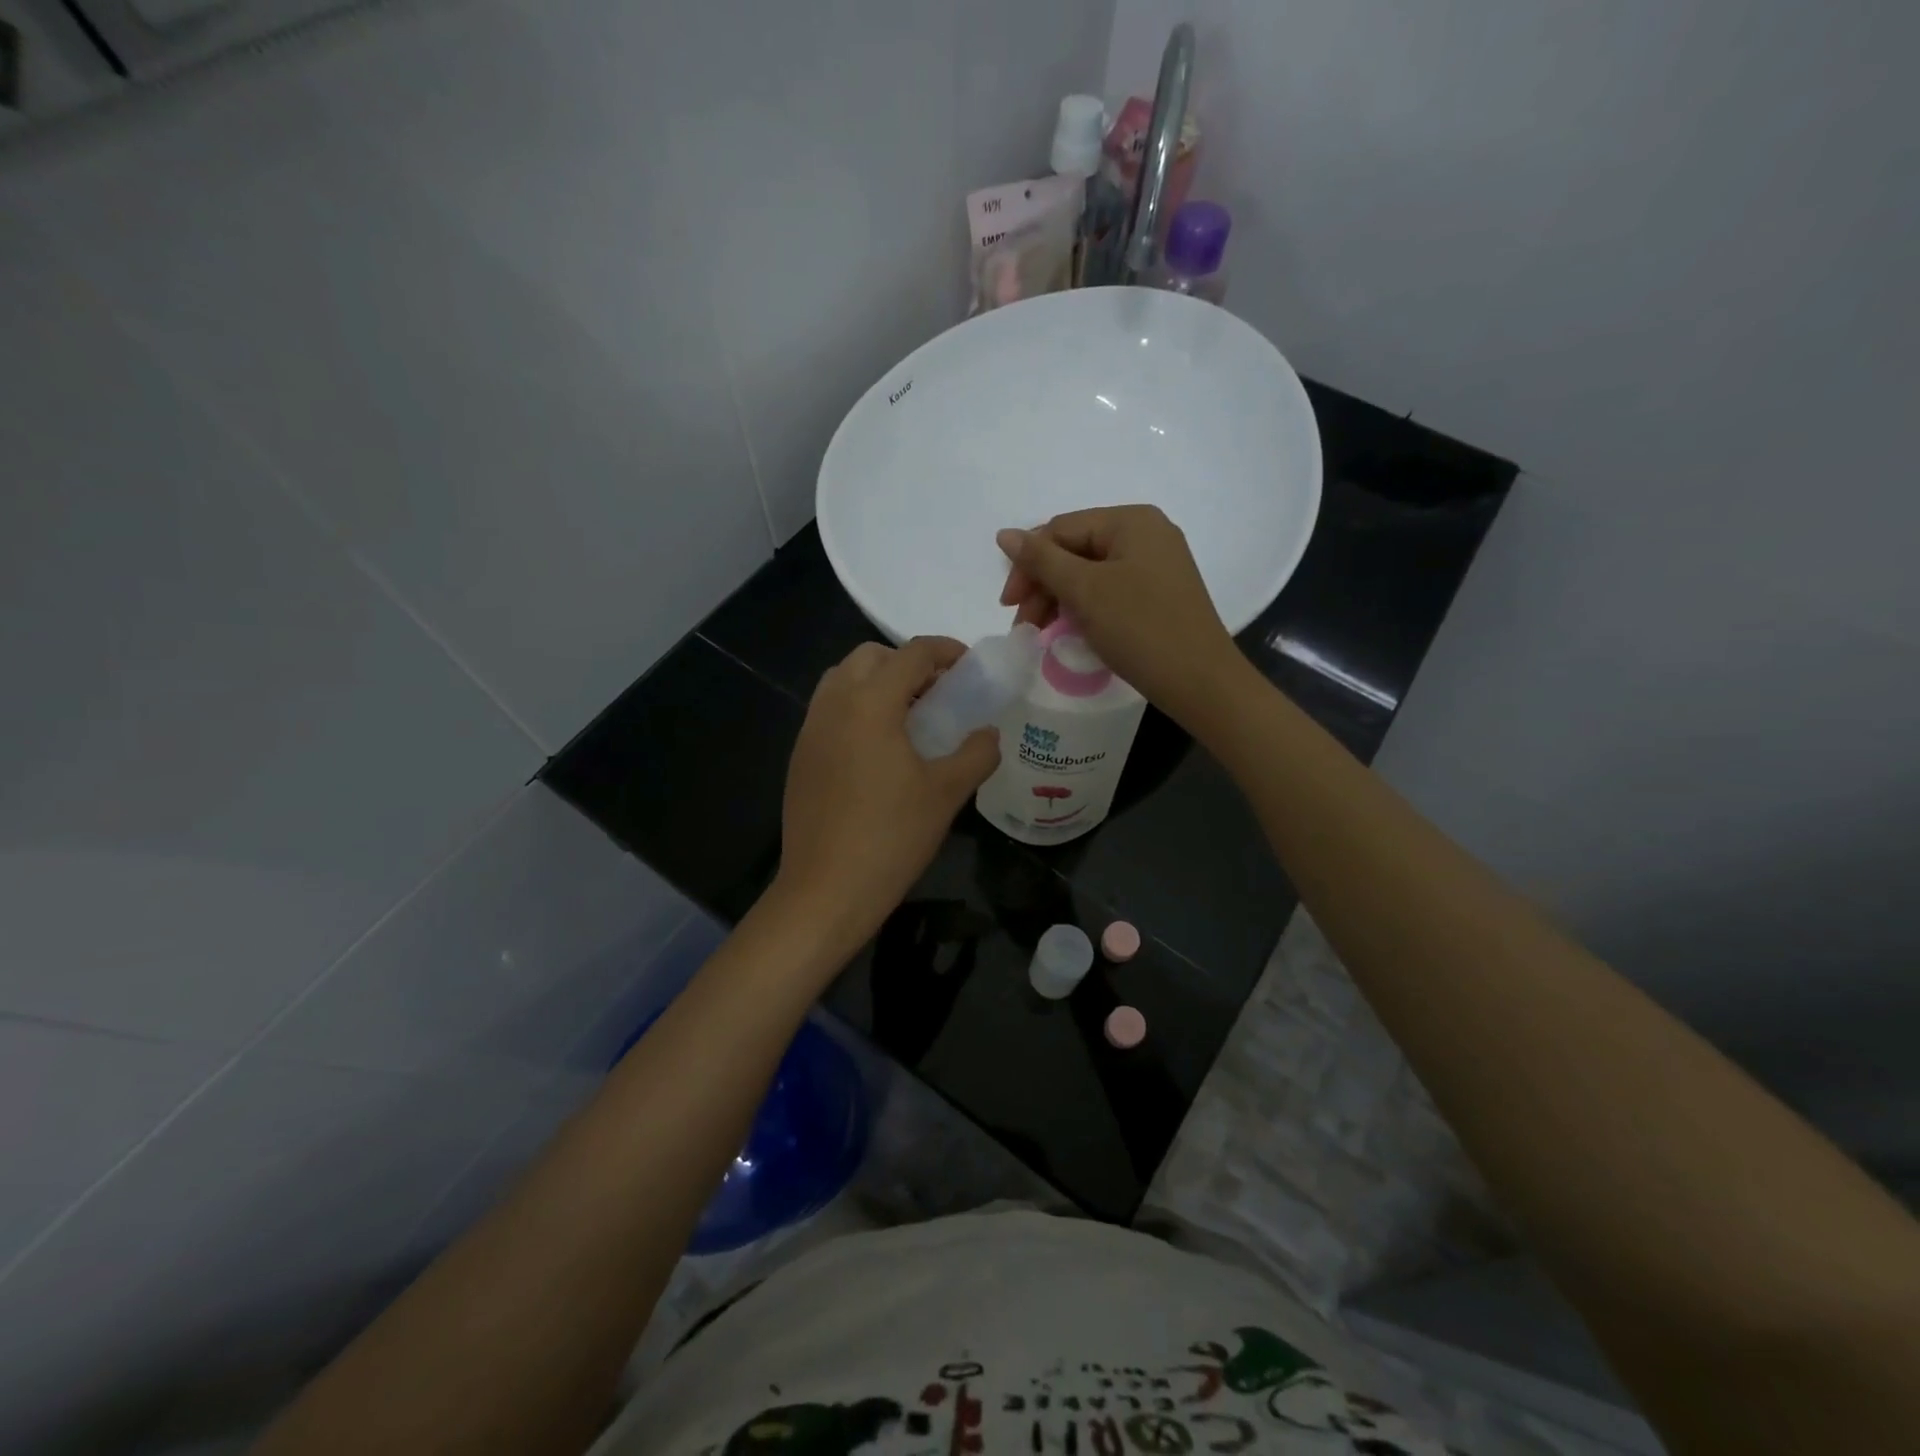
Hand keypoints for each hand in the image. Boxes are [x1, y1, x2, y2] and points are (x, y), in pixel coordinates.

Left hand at [772, 638, 1000, 953]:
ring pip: (842, 679)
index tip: (968, 665)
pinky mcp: (800, 756)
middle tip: (937, 693)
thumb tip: (989, 734)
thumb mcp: (947, 793)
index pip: (911, 653)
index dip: (945, 651)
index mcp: (870, 703)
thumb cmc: (892, 836)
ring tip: (908, 718)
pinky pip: (829, 710)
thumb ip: (976, 753)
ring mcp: (810, 730)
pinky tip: (878, 750)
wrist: (826, 890)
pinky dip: (856, 708)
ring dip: (877, 683)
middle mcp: (833, 704)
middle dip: (906, 663)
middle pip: (870, 656)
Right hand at [997, 505, 1242, 723]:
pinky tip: (1071, 631)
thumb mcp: (1084, 591)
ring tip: (1042, 633)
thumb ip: (1041, 560)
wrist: (1200, 681)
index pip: (1060, 530)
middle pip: (1075, 550)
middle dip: (1043, 585)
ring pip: (1090, 574)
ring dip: (1059, 600)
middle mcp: (1146, 534)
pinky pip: (1109, 591)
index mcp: (1131, 521)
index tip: (1009, 606)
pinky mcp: (1158, 594)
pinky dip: (1084, 609)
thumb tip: (1004, 534)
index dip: (1028, 564)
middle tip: (1023, 625)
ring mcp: (1156, 565)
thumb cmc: (1140, 628)